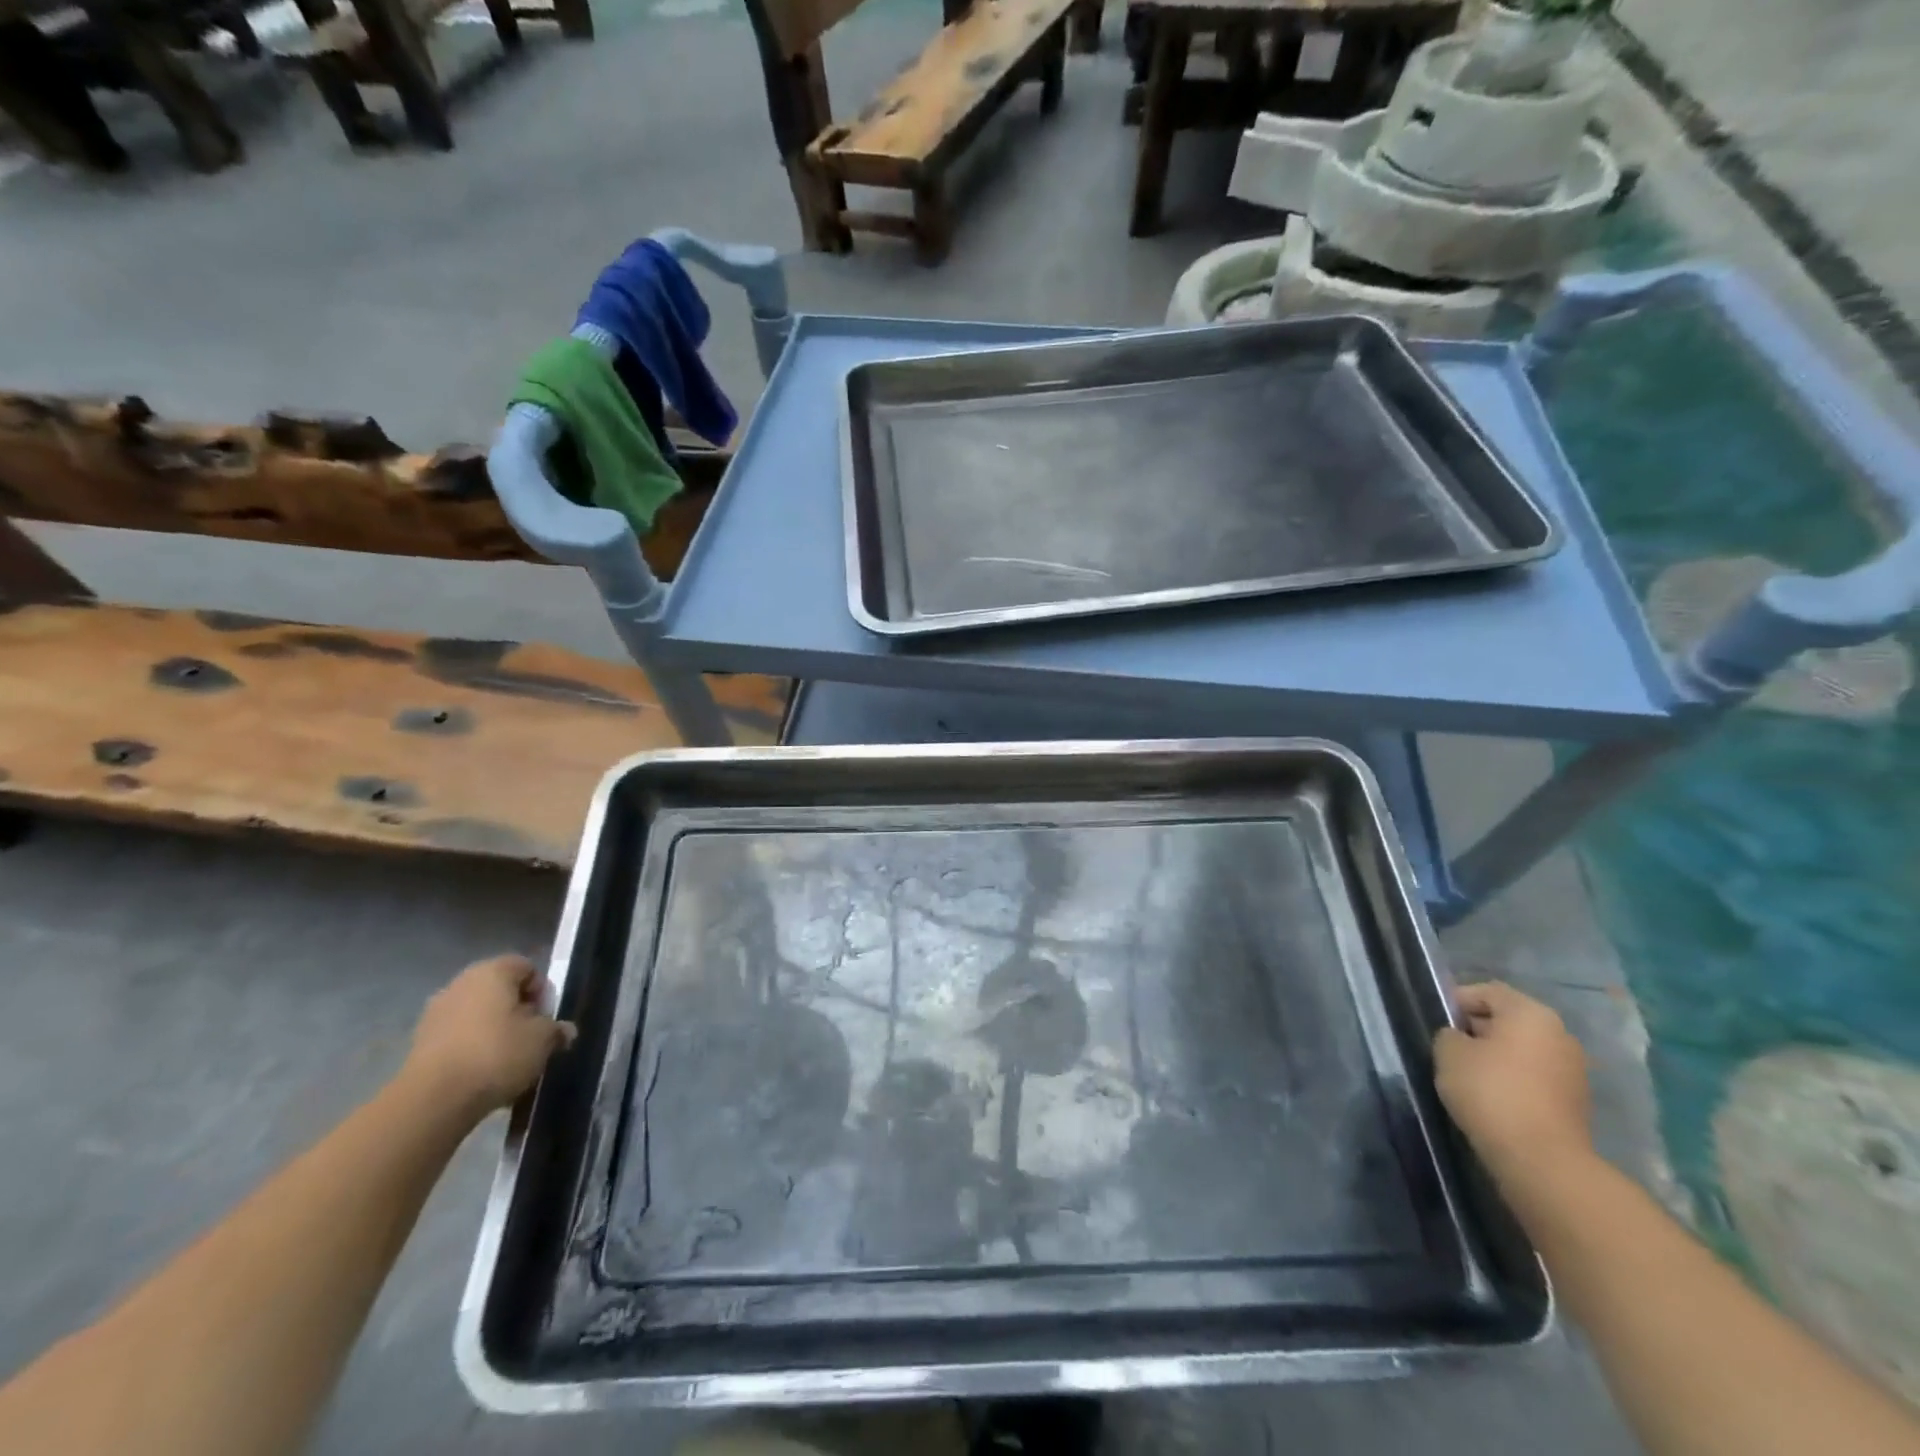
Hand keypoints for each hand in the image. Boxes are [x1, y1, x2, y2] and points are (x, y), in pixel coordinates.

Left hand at [402, 954, 575, 1117]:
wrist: (432, 1100)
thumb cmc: (496, 1054)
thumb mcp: (542, 1041)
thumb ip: (557, 1030)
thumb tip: (564, 1031)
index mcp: (492, 972)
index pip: (527, 968)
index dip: (542, 991)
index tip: (547, 1019)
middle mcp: (460, 984)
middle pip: (500, 992)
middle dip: (518, 1013)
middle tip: (531, 1039)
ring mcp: (435, 1014)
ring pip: (477, 1017)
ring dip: (494, 1033)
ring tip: (507, 1063)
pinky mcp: (419, 1045)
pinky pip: (457, 1039)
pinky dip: (472, 1051)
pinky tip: (482, 1076)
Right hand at [1433, 981, 1592, 1187]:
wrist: (1542, 1159)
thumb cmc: (1490, 1091)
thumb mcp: (1448, 1052)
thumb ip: (1449, 1034)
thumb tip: (1461, 1039)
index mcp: (1530, 1013)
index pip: (1487, 991)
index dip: (1457, 1001)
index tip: (1437, 1022)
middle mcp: (1560, 1034)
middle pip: (1509, 1020)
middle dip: (1478, 1029)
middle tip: (1449, 1048)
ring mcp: (1573, 1069)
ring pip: (1523, 1050)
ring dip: (1496, 1056)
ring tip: (1468, 1075)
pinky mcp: (1575, 1101)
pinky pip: (1534, 1076)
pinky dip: (1513, 1079)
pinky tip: (1492, 1097)